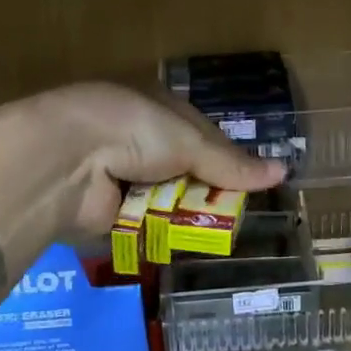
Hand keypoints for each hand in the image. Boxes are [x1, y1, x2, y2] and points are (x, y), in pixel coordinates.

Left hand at [34, 83, 283, 235]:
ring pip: (167, 198)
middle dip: (210, 189)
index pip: (202, 134)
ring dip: (188, 213)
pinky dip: (165, 231)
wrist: (68, 161)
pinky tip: (190, 244)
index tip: (255, 180)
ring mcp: (121, 174)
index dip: (229, 157)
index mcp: (155, 106)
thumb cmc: (134, 130)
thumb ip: (231, 164)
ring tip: (225, 234)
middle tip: (243, 213)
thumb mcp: (189, 141)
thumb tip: (283, 172)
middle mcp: (138, 137)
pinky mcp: (109, 210)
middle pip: (186, 168)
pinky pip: (146, 223)